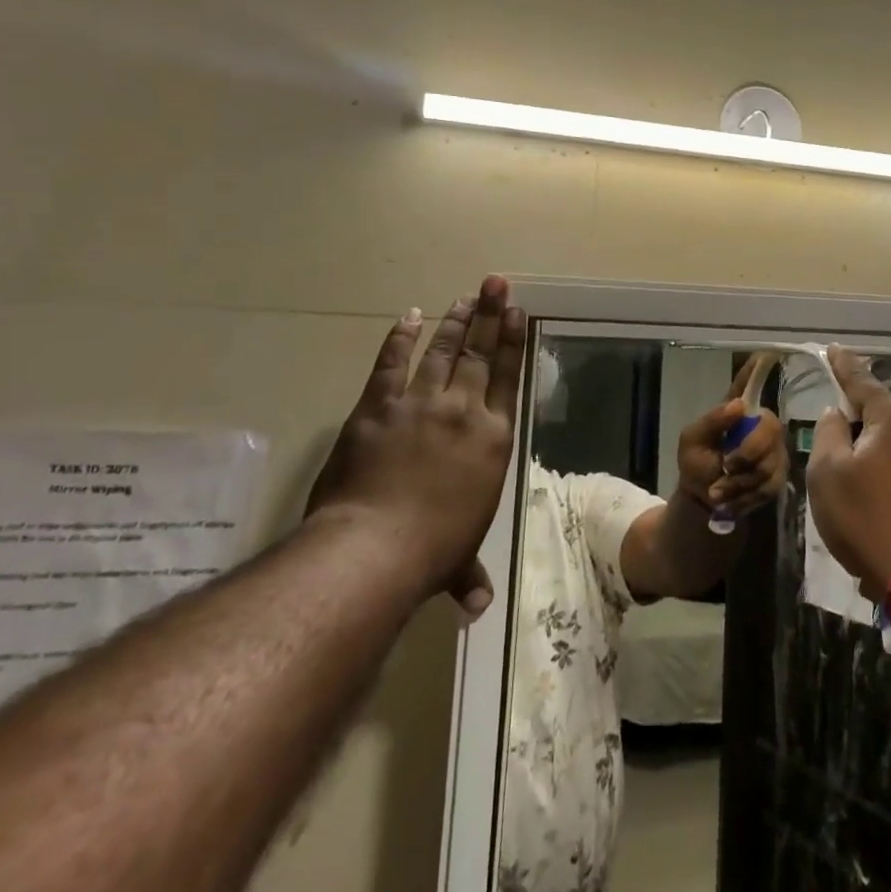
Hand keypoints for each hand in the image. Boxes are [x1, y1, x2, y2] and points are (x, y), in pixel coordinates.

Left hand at [306, 275, 525, 617]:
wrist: (374, 547)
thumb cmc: (432, 550)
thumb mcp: (460, 558)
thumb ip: (469, 575)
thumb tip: (478, 607)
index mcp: (493, 438)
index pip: (507, 378)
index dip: (512, 342)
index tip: (516, 312)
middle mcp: (463, 411)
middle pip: (479, 354)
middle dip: (488, 316)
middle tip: (495, 284)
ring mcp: (419, 404)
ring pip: (441, 351)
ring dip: (454, 322)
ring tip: (464, 297)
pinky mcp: (377, 407)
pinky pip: (391, 364)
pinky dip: (400, 339)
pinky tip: (409, 317)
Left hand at [675, 356, 788, 520]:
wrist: (703, 501)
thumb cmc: (696, 463)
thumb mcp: (692, 442)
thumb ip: (712, 422)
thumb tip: (740, 405)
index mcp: (737, 411)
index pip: (749, 384)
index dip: (758, 369)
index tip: (767, 352)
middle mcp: (760, 425)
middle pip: (769, 427)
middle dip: (747, 453)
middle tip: (725, 467)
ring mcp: (773, 450)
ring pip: (769, 462)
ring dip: (740, 482)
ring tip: (719, 490)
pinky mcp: (778, 476)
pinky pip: (770, 485)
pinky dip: (746, 496)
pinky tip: (732, 499)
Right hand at [806, 346, 890, 599]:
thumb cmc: (869, 519)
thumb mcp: (829, 475)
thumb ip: (828, 435)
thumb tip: (837, 414)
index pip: (861, 382)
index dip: (844, 366)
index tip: (834, 350)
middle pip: (883, 420)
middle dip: (860, 428)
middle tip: (837, 453)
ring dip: (878, 464)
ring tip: (859, 498)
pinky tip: (883, 517)